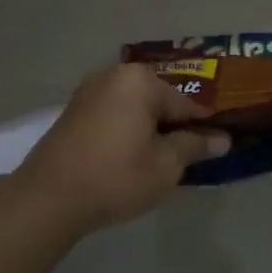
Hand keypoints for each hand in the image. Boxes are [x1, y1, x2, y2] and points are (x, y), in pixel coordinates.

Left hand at [14, 64, 231, 237]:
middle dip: (174, 126)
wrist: (49, 197)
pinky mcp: (73, 111)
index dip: (204, 127)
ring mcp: (89, 92)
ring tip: (159, 161)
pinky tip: (129, 158)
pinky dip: (126, 131)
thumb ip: (195, 146)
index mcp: (140, 80)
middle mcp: (114, 75)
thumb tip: (222, 139)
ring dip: (149, 130)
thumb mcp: (166, 165)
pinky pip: (113, 115)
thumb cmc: (117, 176)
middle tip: (186, 159)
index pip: (186, 103)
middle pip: (158, 101)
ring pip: (134, 108)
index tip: (218, 146)